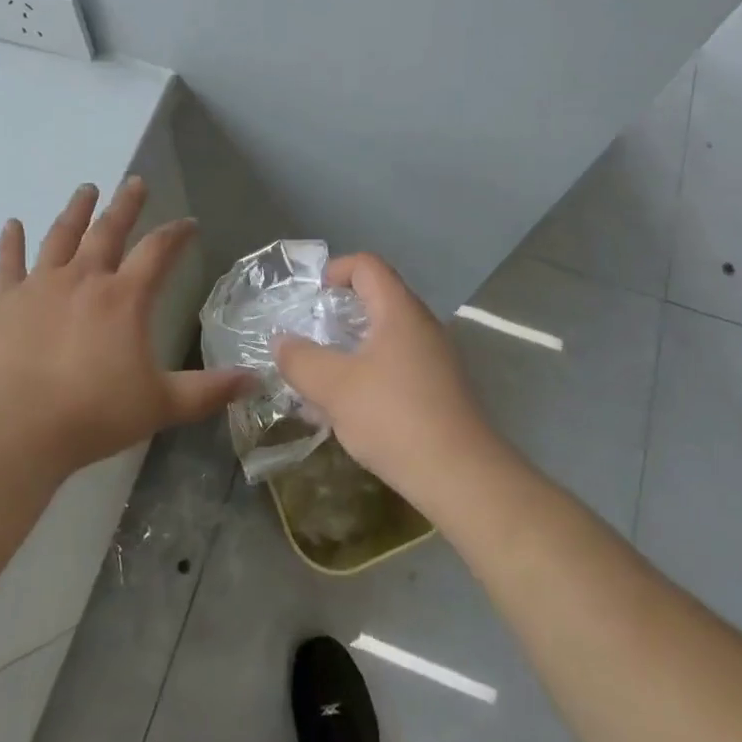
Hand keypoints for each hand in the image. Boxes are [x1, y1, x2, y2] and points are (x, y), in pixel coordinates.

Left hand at [0, 178, 252, 481]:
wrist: (15, 429)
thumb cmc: (94, 414)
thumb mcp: (162, 404)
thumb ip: (209, 390)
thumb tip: (256, 380)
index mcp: (124, 297)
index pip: (158, 251)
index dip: (177, 234)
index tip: (189, 223)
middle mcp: (84, 279)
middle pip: (108, 230)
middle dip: (126, 205)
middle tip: (135, 182)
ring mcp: (41, 286)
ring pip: (61, 236)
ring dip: (76, 211)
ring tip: (86, 190)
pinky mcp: (5, 302)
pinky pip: (9, 263)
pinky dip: (11, 242)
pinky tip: (12, 224)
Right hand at [271, 253, 497, 504]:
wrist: (460, 475)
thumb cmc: (393, 417)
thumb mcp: (334, 387)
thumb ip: (301, 359)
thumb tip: (281, 341)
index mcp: (399, 311)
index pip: (368, 266)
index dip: (337, 269)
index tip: (312, 296)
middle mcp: (422, 326)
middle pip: (378, 299)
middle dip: (340, 313)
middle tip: (312, 336)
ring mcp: (435, 358)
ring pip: (386, 337)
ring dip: (352, 349)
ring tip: (323, 378)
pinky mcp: (440, 389)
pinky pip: (397, 365)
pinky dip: (369, 373)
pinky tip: (350, 409)